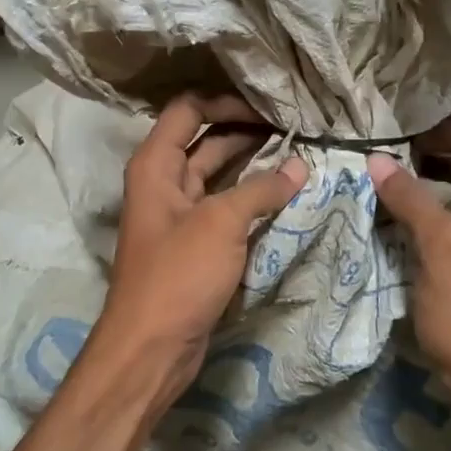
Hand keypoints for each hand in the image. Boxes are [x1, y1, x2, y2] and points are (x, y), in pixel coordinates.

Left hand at [93, 93, 306, 406]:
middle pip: (207, 140)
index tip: (269, 111)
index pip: (189, 109)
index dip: (226, 102)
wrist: (151, 348)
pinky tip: (284, 196)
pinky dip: (251, 199)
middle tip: (295, 131)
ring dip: (253, 166)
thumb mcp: (221, 223)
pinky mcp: (195, 244)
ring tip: (298, 158)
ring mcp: (180, 214)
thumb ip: (261, 189)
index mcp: (156, 164)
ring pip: (220, 175)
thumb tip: (299, 165)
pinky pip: (225, 208)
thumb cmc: (178, 274)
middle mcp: (164, 181)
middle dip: (247, 132)